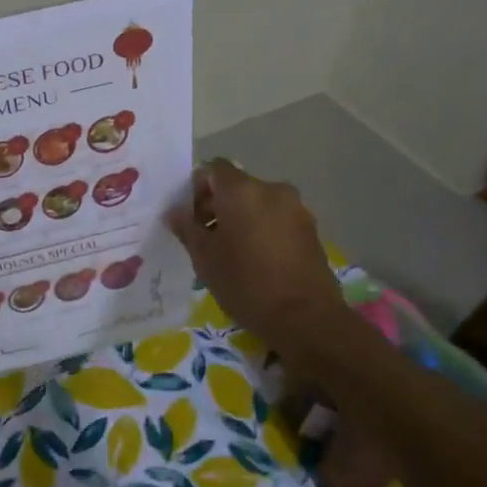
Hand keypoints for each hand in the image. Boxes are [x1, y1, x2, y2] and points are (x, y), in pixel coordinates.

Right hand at [165, 160, 345, 354]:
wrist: (305, 318)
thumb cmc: (245, 283)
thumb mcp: (204, 257)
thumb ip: (187, 228)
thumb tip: (174, 212)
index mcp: (242, 190)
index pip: (213, 169)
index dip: (196, 188)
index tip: (189, 218)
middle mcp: (272, 190)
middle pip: (237, 186)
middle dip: (217, 206)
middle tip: (204, 238)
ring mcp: (296, 209)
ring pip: (258, 204)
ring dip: (240, 219)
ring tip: (231, 253)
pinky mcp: (311, 230)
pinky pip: (276, 220)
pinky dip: (261, 230)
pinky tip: (255, 261)